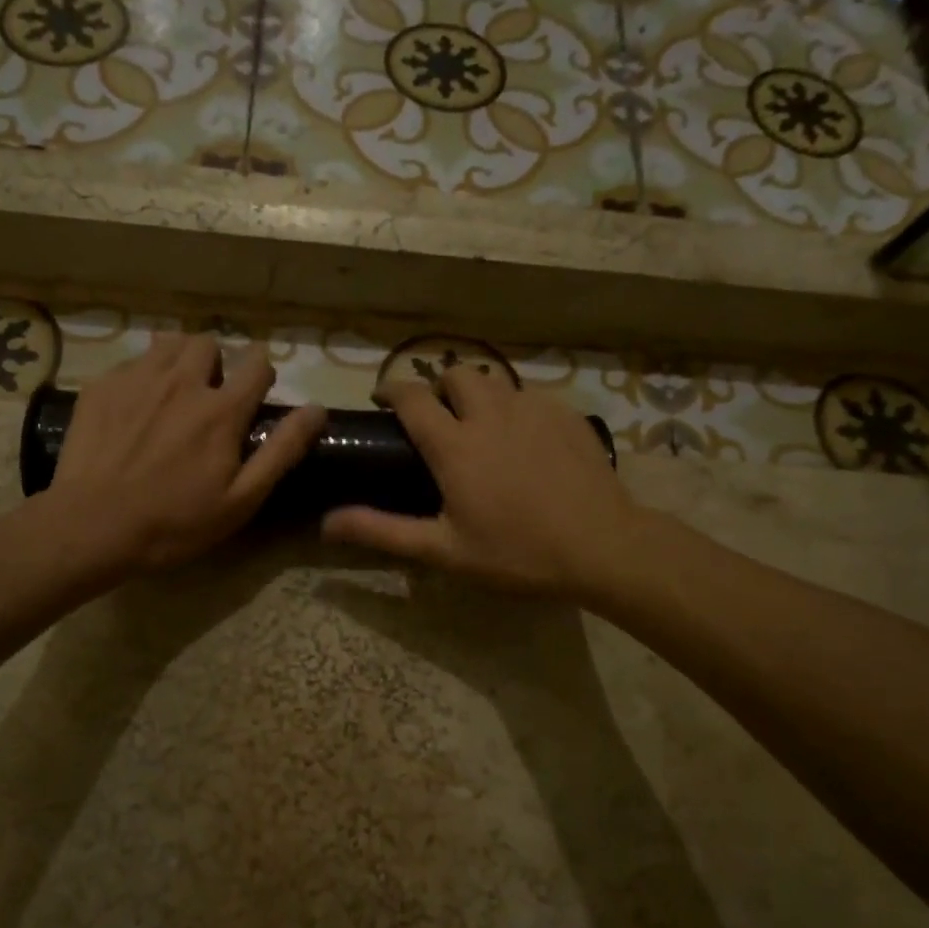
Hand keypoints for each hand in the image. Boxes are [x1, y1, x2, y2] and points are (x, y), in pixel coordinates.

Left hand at [47, 333, 325, 573]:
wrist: (92, 526)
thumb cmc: (175, 522)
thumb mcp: (242, 498)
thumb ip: (282, 450)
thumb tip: (317, 409)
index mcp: (221, 409)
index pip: (257, 363)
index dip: (261, 374)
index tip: (255, 394)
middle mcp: (182, 381)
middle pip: (209, 343)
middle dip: (216, 363)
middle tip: (208, 397)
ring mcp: (137, 379)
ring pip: (168, 342)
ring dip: (179, 360)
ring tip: (173, 393)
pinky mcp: (101, 386)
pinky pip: (131, 362)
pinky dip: (142, 375)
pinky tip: (134, 408)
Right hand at [321, 368, 640, 598]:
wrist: (602, 546)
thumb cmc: (517, 552)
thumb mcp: (444, 550)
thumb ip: (382, 531)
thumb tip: (326, 523)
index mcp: (454, 444)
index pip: (412, 397)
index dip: (392, 390)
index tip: (383, 399)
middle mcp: (490, 413)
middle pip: (456, 374)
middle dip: (439, 386)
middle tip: (439, 418)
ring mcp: (532, 409)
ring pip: (496, 382)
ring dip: (478, 395)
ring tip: (481, 427)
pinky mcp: (565, 414)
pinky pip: (531, 396)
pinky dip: (516, 408)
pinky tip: (525, 440)